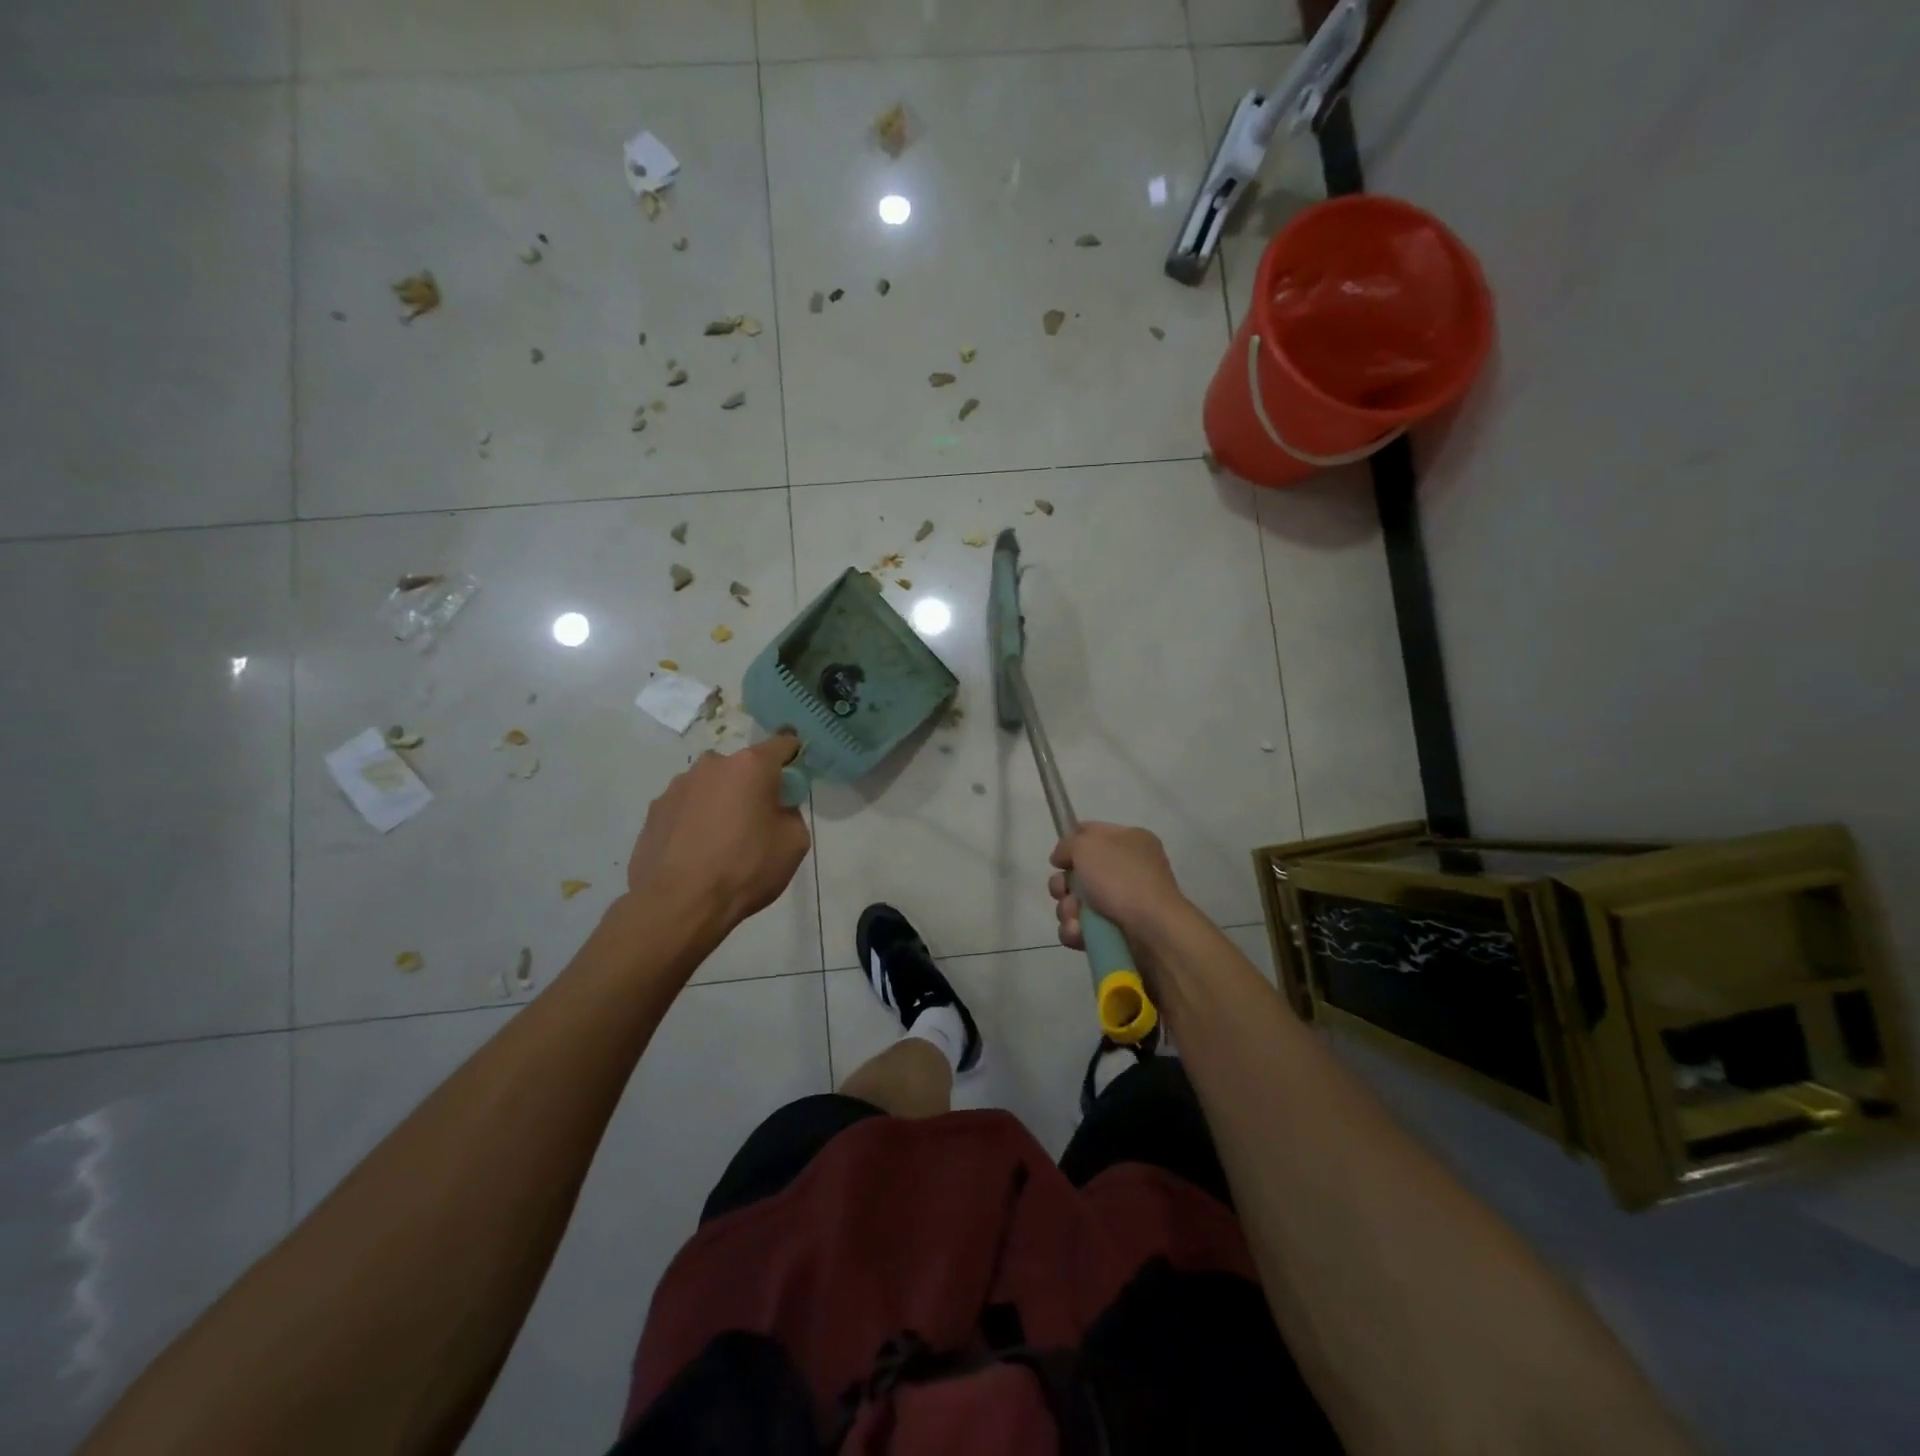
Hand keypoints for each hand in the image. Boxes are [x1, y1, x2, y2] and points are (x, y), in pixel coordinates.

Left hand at [627, 733, 809, 930]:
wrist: (678, 904)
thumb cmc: (745, 869)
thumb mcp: (793, 843)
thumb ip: (790, 813)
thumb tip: (775, 809)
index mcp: (750, 766)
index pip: (782, 744)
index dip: (794, 756)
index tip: (795, 776)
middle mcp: (712, 765)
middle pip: (742, 767)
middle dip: (752, 786)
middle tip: (757, 821)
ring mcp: (677, 786)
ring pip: (711, 787)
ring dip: (721, 803)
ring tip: (721, 843)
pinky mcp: (654, 810)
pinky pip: (686, 808)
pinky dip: (695, 821)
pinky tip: (696, 853)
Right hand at [1048, 822, 1190, 952]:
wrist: (1153, 931)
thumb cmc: (1122, 879)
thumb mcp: (1088, 846)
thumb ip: (1067, 844)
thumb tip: (1061, 858)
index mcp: (1129, 841)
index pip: (1091, 833)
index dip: (1070, 844)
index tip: (1058, 859)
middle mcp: (1127, 869)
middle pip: (1078, 872)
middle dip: (1062, 884)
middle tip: (1063, 891)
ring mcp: (1122, 902)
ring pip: (1076, 902)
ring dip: (1067, 909)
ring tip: (1075, 918)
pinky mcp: (1115, 932)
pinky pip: (1082, 928)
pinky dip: (1076, 931)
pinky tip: (1079, 932)